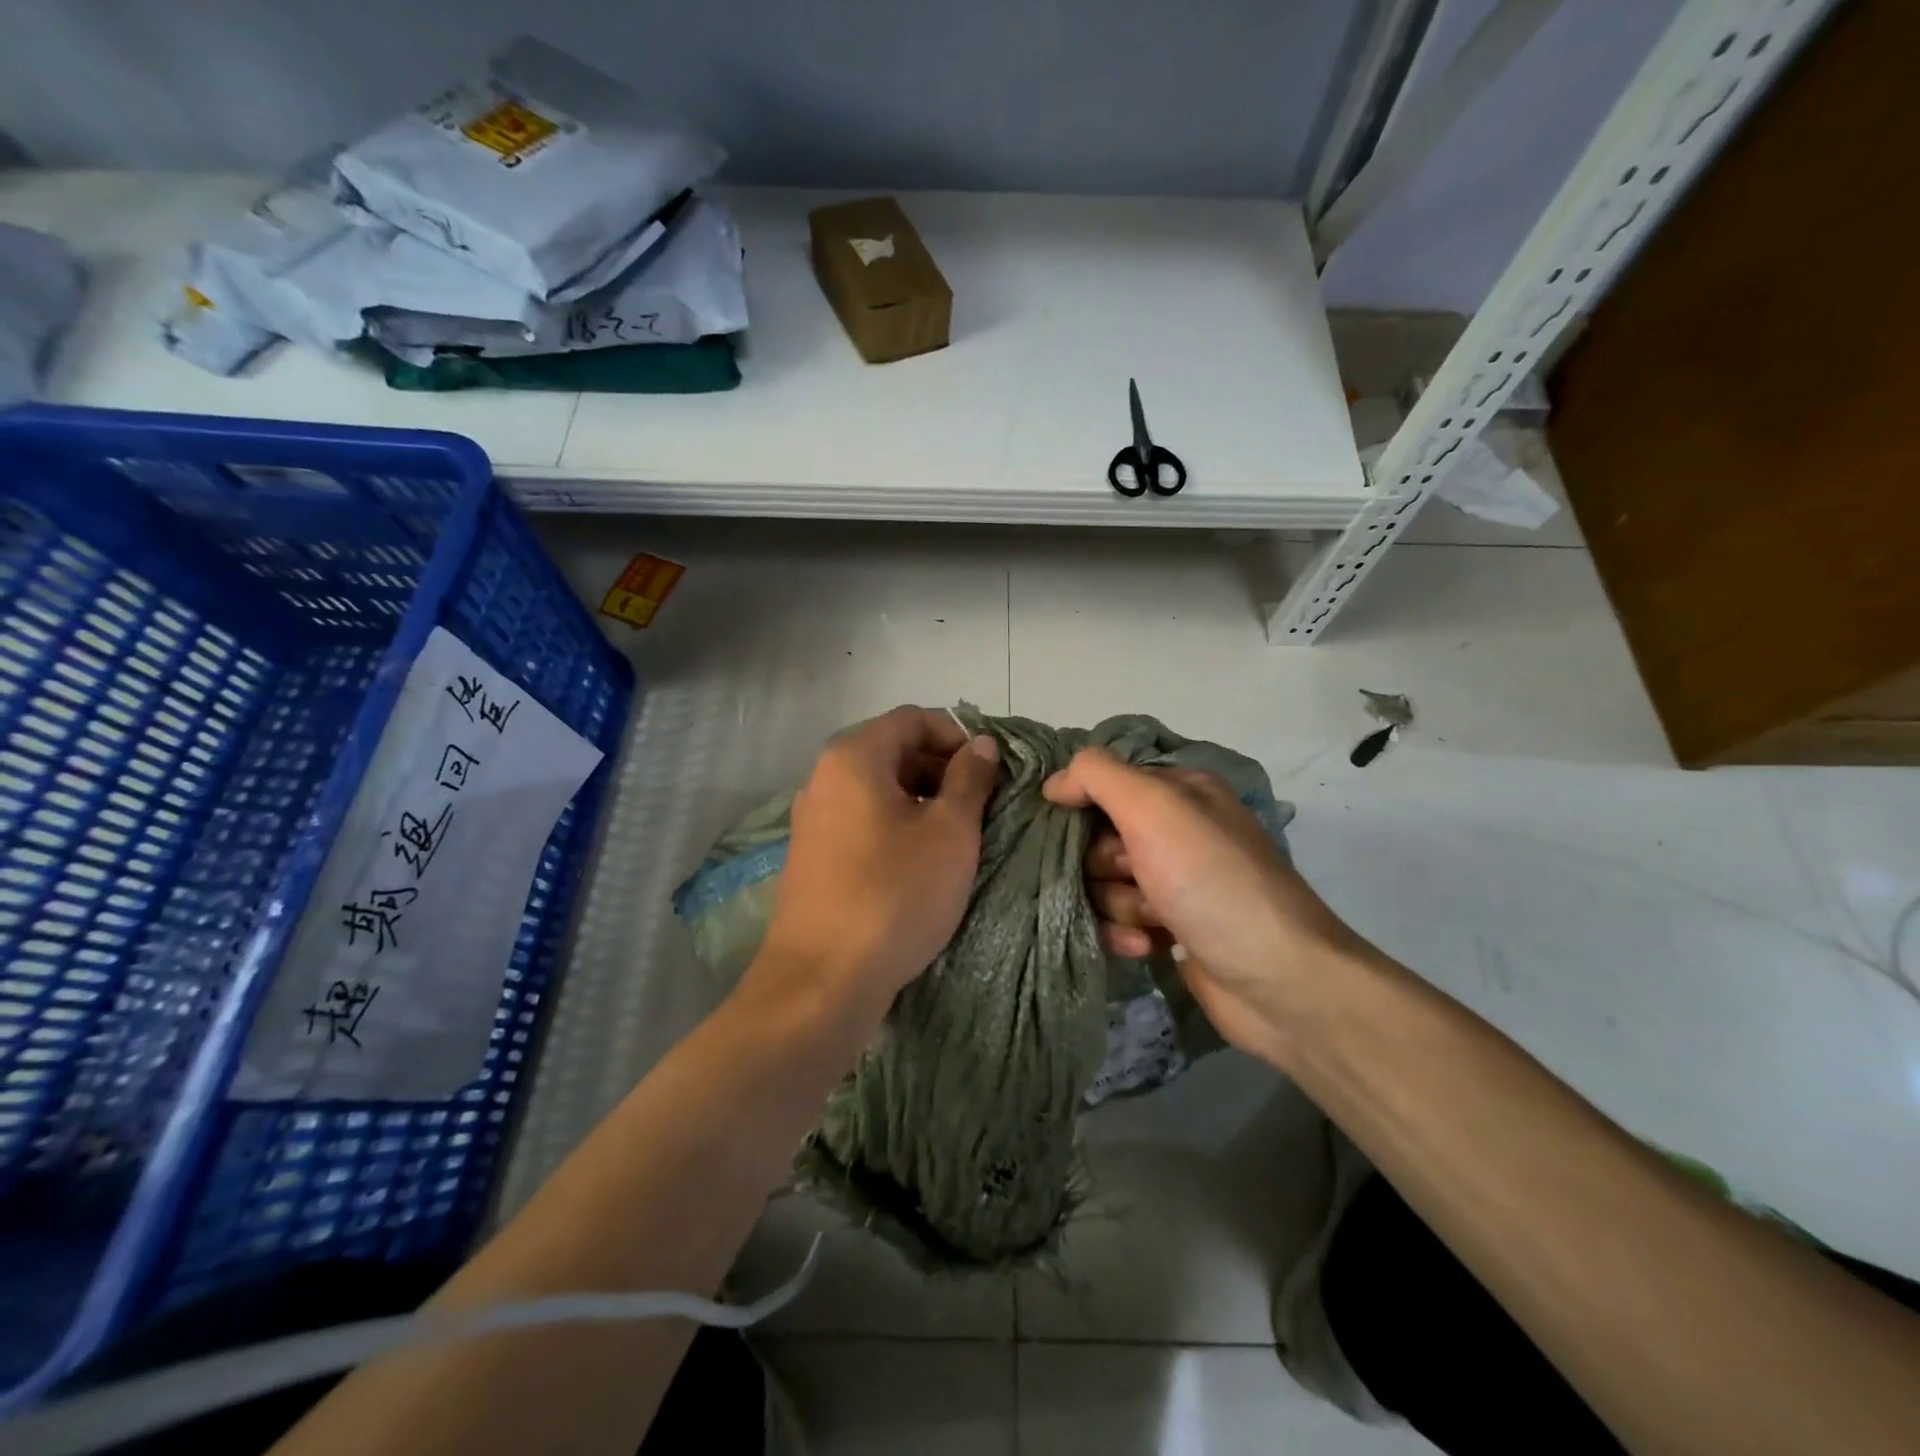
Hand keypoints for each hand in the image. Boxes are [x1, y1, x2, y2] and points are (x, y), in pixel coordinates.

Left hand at [758, 706, 1000, 1011]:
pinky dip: (896, 827)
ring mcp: (813, 819)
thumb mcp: (949, 832)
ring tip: (956, 838)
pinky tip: (920, 863)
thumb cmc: (894, 894)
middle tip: (980, 808)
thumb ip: (969, 779)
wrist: (821, 981)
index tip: (990, 772)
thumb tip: (980, 743)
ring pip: (878, 790)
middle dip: (941, 770)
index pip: (913, 719)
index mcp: (854, 757)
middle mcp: (824, 778)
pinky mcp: (812, 856)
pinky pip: (862, 821)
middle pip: (893, 751)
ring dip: (922, 801)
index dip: (957, 736)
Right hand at [1043, 747, 1370, 1061]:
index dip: (1085, 808)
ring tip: (1152, 919)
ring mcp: (1176, 882)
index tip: (1077, 832)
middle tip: (1131, 876)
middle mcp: (1178, 830)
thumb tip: (1055, 783)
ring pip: (1104, 883)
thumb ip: (1098, 777)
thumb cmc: (1212, 882)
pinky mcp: (1171, 928)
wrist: (1279, 981)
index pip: (1105, 784)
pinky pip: (1119, 920)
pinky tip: (1149, 947)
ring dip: (1118, 904)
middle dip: (1104, 864)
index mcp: (1181, 791)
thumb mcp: (1155, 809)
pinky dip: (1126, 933)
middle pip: (1099, 838)